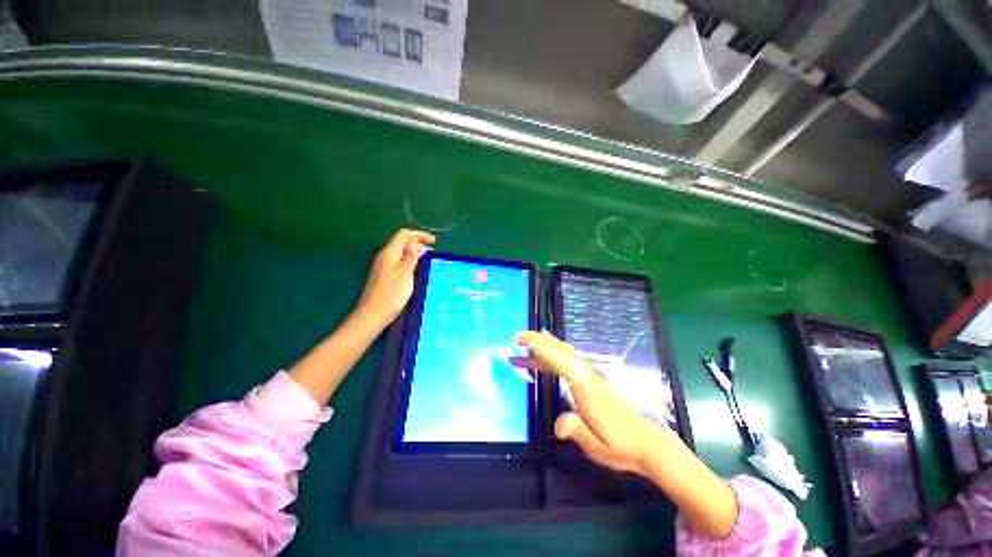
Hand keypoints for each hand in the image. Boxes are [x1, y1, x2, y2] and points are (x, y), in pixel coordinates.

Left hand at [355, 229, 434, 328]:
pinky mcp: (385, 277)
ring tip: (427, 261)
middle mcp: (385, 257)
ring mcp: (383, 267)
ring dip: (414, 253)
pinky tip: (416, 271)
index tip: (434, 242)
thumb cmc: (391, 294)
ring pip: (401, 253)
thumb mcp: (405, 273)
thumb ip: (410, 256)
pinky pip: (399, 263)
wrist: (373, 314)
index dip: (419, 235)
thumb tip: (414, 242)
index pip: (404, 235)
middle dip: (418, 243)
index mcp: (389, 253)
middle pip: (402, 243)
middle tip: (433, 253)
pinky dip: (410, 262)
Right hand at [510, 331, 668, 475]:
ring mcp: (590, 377)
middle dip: (539, 342)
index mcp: (586, 389)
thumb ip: (577, 431)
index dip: (541, 347)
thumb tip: (558, 427)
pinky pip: (569, 363)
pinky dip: (554, 356)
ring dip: (546, 347)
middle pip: (561, 351)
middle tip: (519, 337)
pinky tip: (547, 360)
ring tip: (527, 344)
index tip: (523, 339)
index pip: (560, 360)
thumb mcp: (598, 447)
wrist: (648, 443)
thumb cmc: (622, 446)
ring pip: (565, 355)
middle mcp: (587, 377)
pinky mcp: (591, 382)